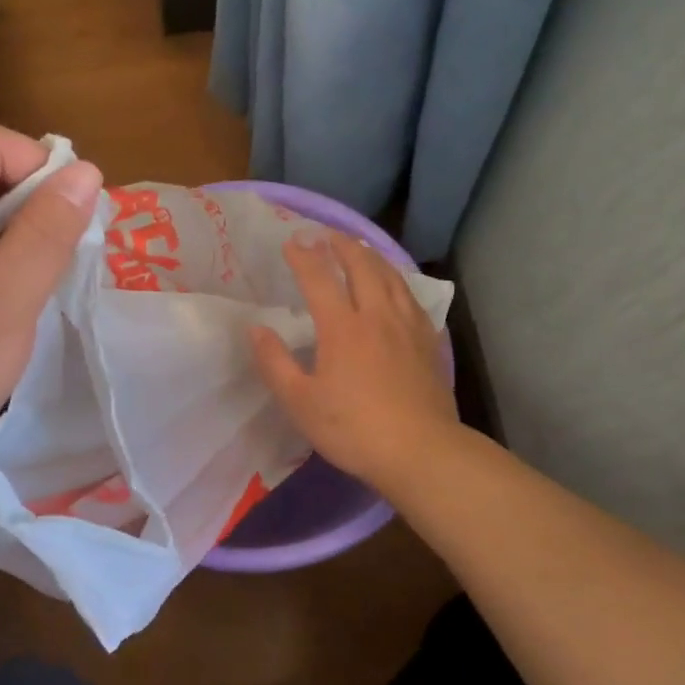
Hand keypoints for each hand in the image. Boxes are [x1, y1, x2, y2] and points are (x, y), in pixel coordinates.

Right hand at [251, 234, 458, 500]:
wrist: (421, 451)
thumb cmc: (353, 429)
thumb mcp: (300, 403)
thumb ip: (275, 363)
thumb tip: (256, 329)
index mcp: (342, 327)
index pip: (319, 278)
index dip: (303, 256)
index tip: (291, 240)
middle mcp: (376, 315)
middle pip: (361, 266)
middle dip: (341, 245)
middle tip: (327, 234)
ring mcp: (407, 327)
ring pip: (391, 277)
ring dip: (372, 256)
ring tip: (360, 249)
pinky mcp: (428, 342)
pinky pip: (412, 298)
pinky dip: (397, 281)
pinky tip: (396, 287)